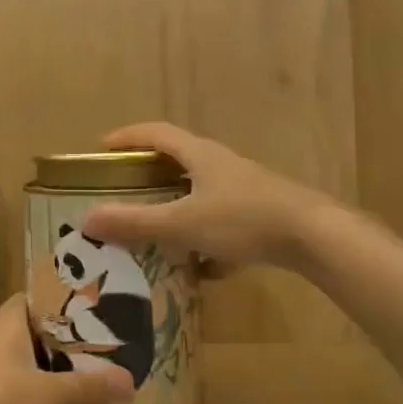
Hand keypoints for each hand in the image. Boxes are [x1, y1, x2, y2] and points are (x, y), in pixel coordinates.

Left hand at [0, 295, 133, 403]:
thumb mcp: (49, 394)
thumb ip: (88, 387)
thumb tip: (130, 380)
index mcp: (10, 323)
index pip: (33, 296)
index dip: (57, 298)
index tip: (86, 306)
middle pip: (30, 327)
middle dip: (58, 334)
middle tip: (93, 341)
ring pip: (21, 355)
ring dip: (45, 361)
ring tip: (79, 368)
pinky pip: (12, 380)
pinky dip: (31, 384)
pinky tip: (50, 399)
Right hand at [82, 122, 329, 272]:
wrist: (315, 236)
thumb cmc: (243, 219)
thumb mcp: (182, 223)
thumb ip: (135, 222)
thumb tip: (87, 218)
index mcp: (200, 155)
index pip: (157, 133)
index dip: (129, 136)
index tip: (103, 146)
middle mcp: (223, 165)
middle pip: (180, 161)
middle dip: (152, 175)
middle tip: (127, 192)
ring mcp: (246, 189)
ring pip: (203, 194)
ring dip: (180, 210)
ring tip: (160, 234)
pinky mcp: (264, 214)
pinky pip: (225, 222)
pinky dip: (209, 241)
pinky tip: (206, 270)